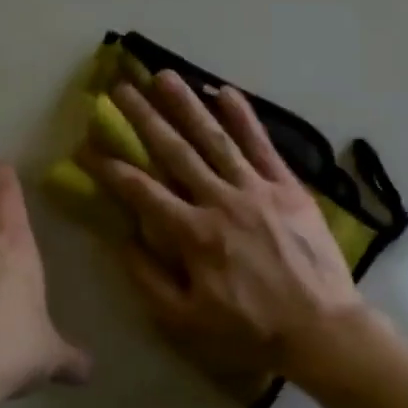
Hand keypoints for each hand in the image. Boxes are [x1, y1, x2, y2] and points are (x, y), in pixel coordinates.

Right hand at [80, 71, 366, 396]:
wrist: (322, 329)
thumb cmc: (251, 332)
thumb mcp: (186, 322)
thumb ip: (149, 279)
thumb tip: (121, 239)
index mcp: (192, 234)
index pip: (140, 191)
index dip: (109, 167)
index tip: (86, 145)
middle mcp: (220, 200)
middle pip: (174, 151)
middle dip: (143, 118)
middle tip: (119, 88)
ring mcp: (257, 189)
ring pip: (215, 138)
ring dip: (187, 105)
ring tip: (164, 76)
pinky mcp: (288, 187)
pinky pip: (262, 145)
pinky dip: (244, 118)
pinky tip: (226, 92)